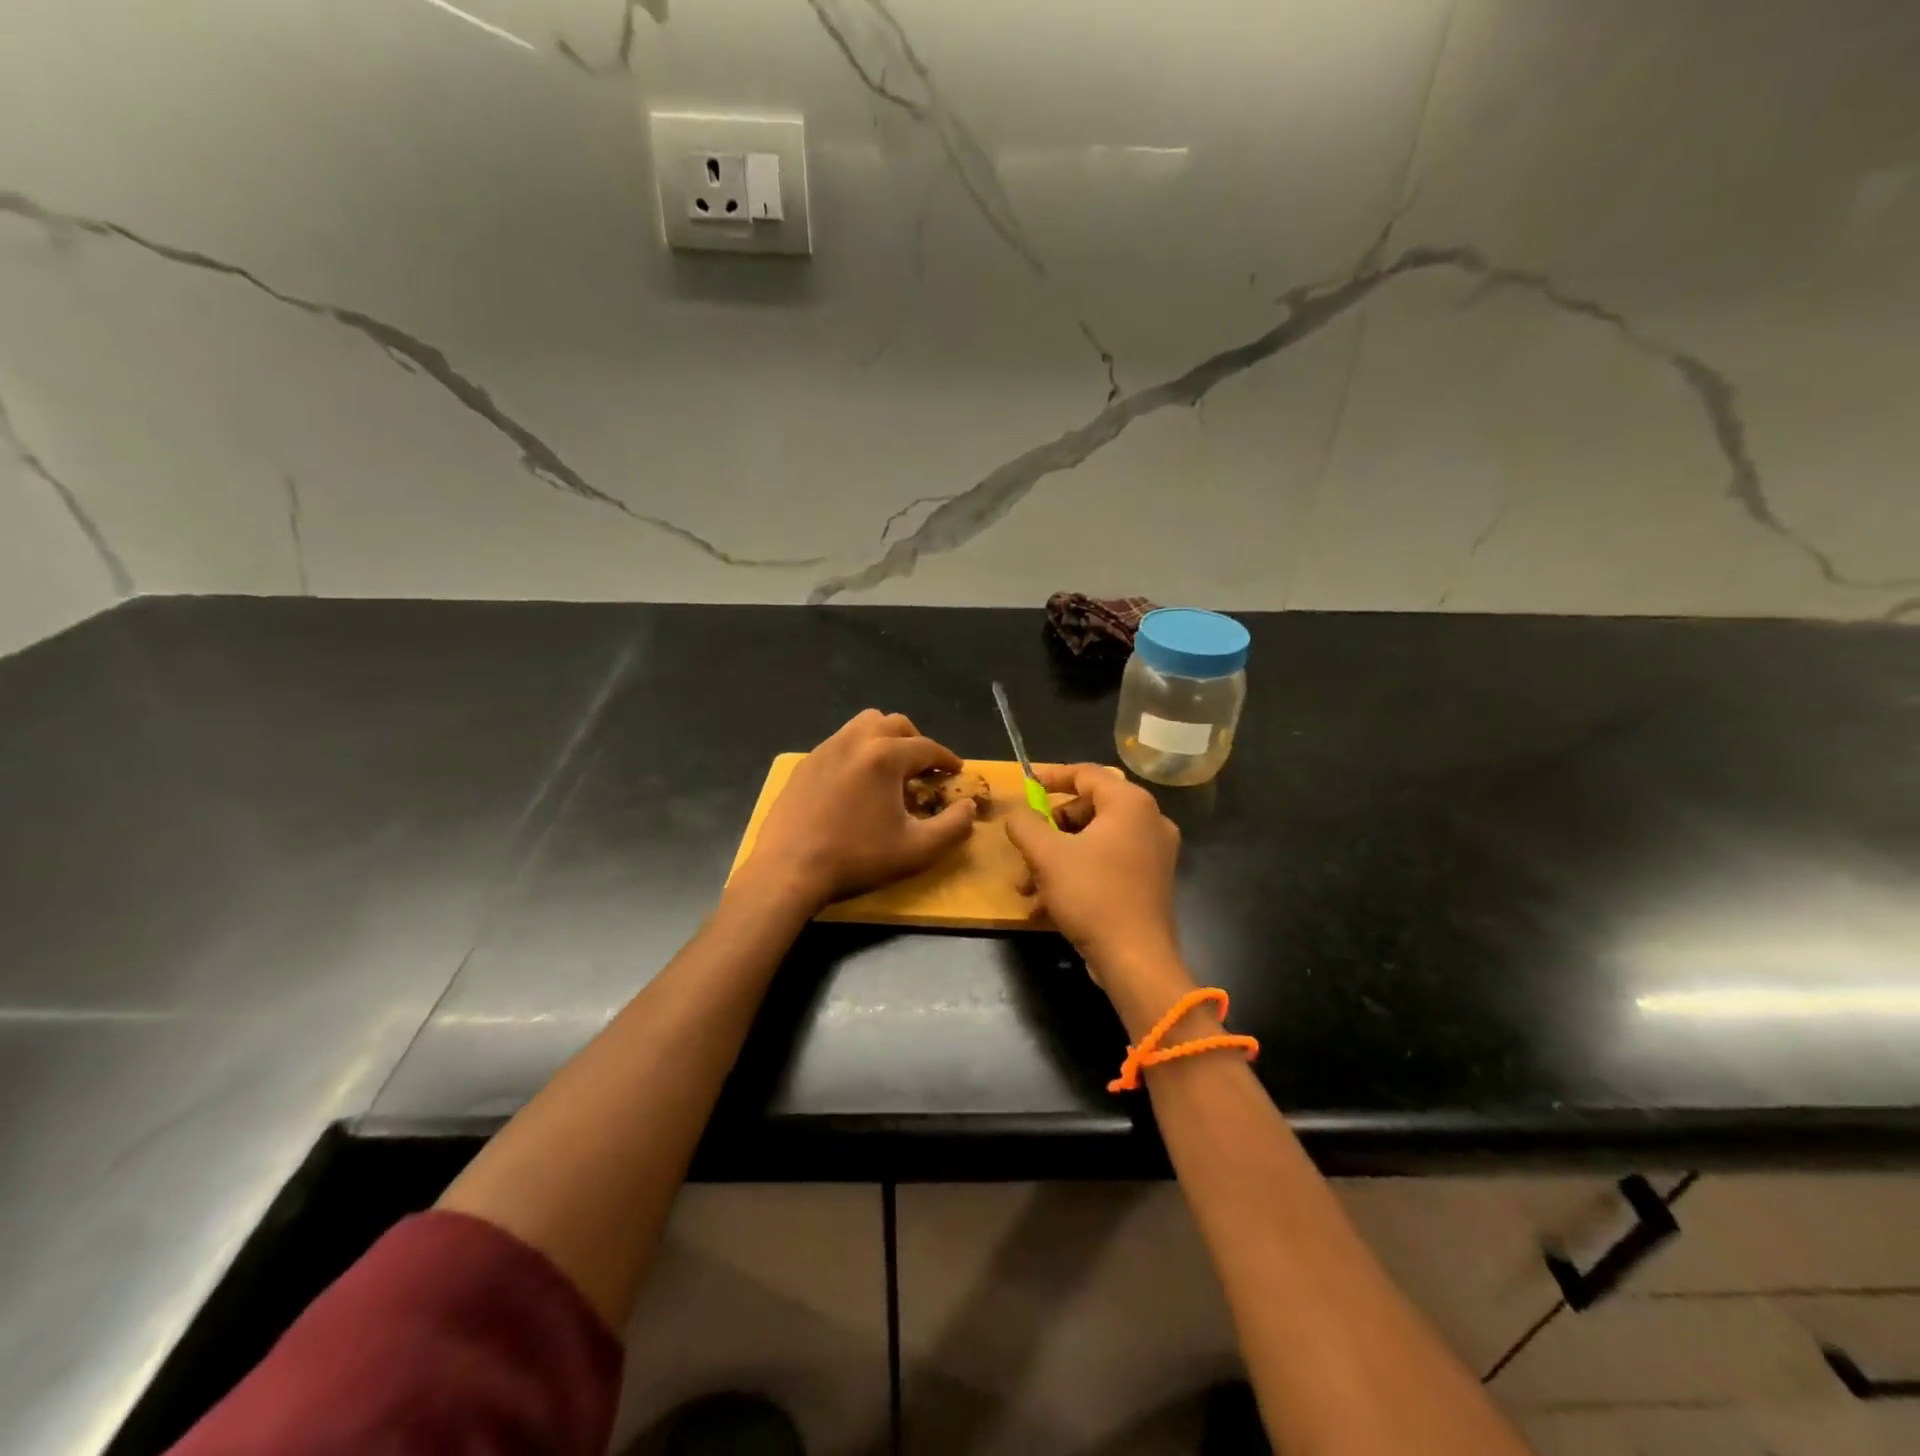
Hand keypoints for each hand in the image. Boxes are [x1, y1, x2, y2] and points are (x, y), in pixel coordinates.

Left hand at [740, 710, 976, 910]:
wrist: (788, 870)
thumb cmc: (856, 858)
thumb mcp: (917, 850)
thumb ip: (953, 826)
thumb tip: (968, 807)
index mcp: (885, 756)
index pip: (927, 747)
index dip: (947, 759)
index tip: (956, 772)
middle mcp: (855, 741)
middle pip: (895, 724)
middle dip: (916, 742)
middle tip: (924, 769)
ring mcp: (825, 749)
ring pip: (863, 725)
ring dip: (884, 739)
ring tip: (890, 769)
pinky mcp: (804, 764)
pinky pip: (839, 743)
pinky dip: (857, 752)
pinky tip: (856, 784)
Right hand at [1003, 764, 1190, 1015]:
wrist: (1136, 960)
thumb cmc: (1092, 895)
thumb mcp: (1047, 855)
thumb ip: (1026, 825)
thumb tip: (1017, 814)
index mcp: (1130, 803)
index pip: (1086, 774)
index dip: (1051, 777)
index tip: (1025, 786)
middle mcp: (1148, 821)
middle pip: (1087, 809)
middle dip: (1048, 832)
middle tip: (1024, 851)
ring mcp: (1153, 854)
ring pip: (1092, 842)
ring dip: (1054, 860)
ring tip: (1026, 888)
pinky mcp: (1149, 882)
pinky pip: (1105, 865)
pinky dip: (1075, 876)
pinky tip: (1045, 906)